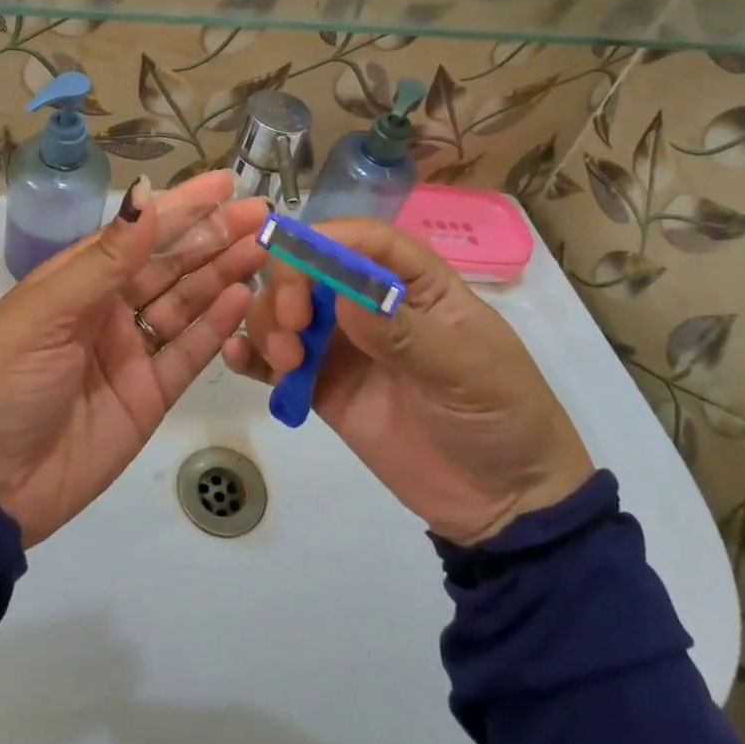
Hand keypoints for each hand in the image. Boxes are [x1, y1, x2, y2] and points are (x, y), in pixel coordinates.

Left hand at [0, 172, 269, 546]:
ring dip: (223, 275)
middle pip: (171, 264)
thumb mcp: (47, 312)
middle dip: (214, 237)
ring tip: (262, 249)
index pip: (139, 232)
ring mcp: (132, 352)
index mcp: (78, 280)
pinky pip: (189, 352)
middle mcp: (109, 309)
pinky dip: (217, 326)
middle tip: (261, 215)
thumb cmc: (4, 381)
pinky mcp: (150, 394)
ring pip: (187, 303)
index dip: (182, 206)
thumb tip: (145, 195)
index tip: (225, 183)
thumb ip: (106, 259)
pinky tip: (243, 298)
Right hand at [223, 218, 593, 544]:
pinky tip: (241, 360)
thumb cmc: (501, 417)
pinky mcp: (322, 386)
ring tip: (286, 364)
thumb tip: (346, 295)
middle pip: (311, 267)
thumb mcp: (466, 370)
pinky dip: (253, 354)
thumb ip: (405, 333)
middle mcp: (370, 304)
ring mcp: (343, 345)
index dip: (326, 240)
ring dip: (270, 323)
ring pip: (285, 309)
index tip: (294, 260)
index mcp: (415, 283)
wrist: (503, 503)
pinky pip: (277, 360)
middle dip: (288, 285)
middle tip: (292, 325)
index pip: (364, 240)